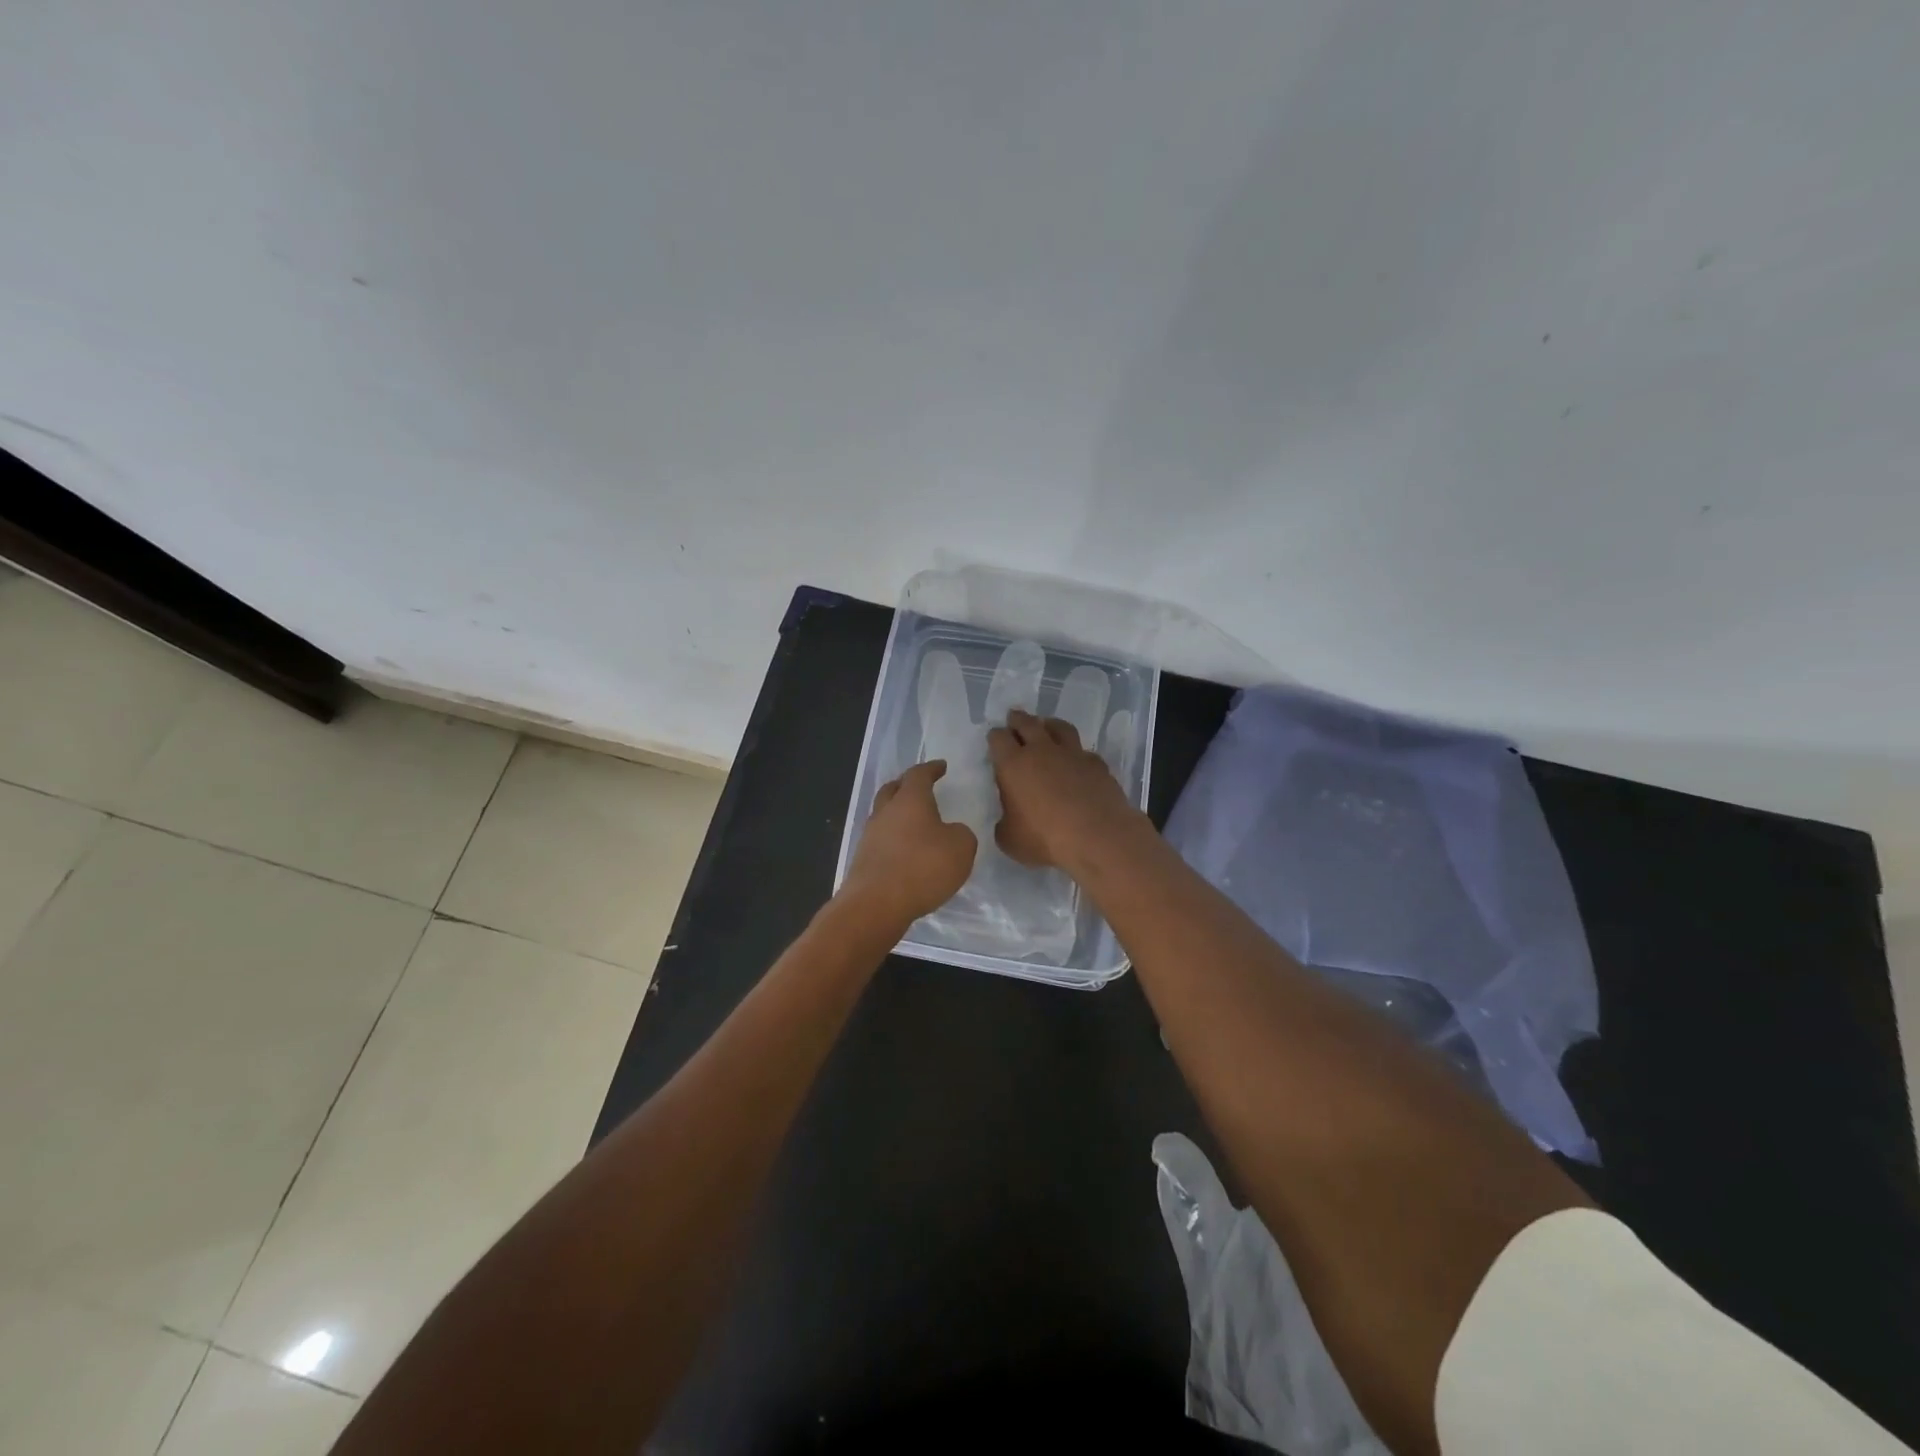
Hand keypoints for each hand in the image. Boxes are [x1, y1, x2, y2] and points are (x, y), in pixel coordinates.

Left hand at [841, 761, 978, 926]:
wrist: (876, 904)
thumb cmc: (923, 867)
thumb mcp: (961, 848)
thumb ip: (961, 834)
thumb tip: (951, 832)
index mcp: (910, 800)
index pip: (919, 774)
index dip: (931, 769)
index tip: (941, 767)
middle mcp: (885, 812)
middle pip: (892, 790)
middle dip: (906, 785)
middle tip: (921, 788)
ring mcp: (870, 836)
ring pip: (884, 815)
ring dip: (898, 815)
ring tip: (915, 823)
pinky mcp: (863, 860)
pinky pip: (881, 840)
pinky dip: (893, 839)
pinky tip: (905, 852)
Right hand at [988, 708, 1141, 870]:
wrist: (1097, 837)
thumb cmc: (1045, 839)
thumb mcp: (1009, 839)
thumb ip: (1005, 823)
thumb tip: (1008, 819)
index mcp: (1013, 765)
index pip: (998, 738)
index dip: (995, 737)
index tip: (995, 739)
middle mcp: (1041, 751)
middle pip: (1027, 723)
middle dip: (1018, 720)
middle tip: (1014, 719)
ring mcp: (1072, 754)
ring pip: (1059, 727)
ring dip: (1049, 725)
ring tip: (1047, 727)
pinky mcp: (1097, 764)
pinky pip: (1083, 751)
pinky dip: (1077, 752)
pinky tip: (1077, 761)